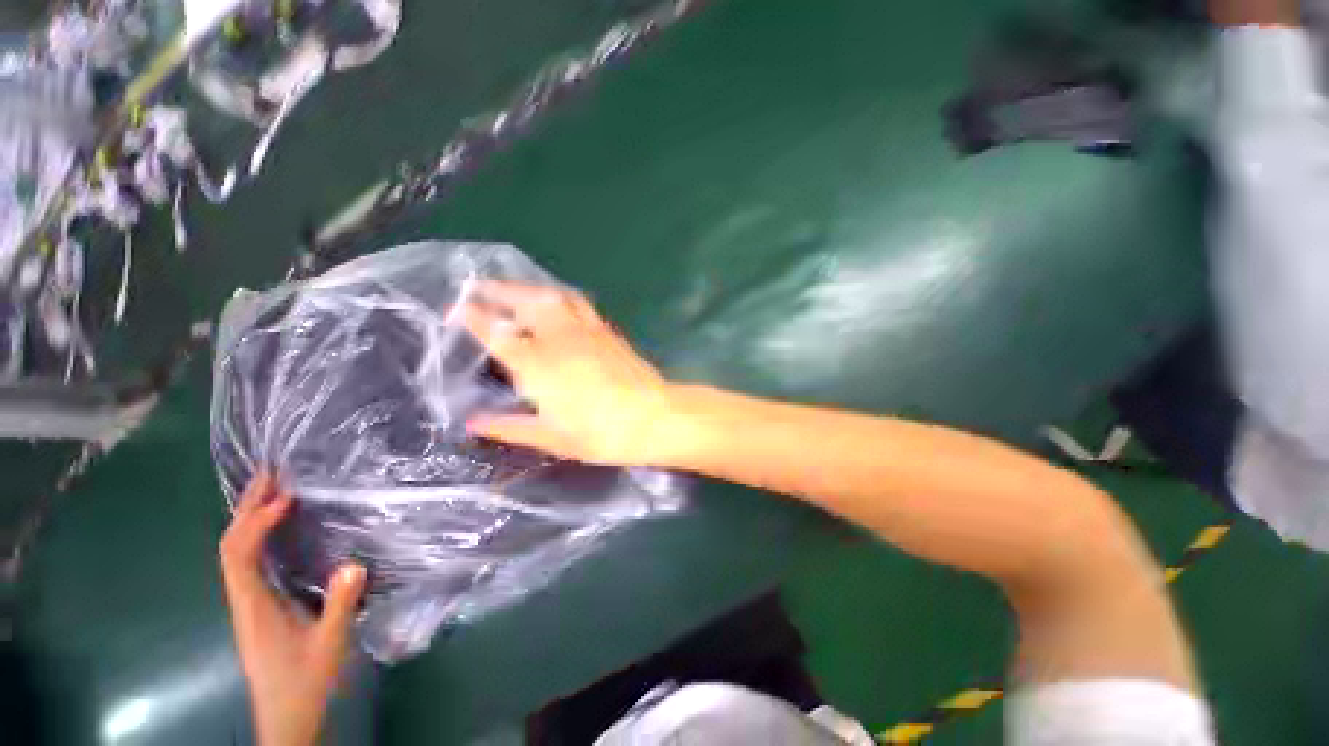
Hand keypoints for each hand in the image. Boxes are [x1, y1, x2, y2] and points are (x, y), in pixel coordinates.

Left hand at [219, 471, 366, 745]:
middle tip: (270, 474)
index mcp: (254, 607)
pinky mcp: (258, 608)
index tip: (285, 498)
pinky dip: (258, 537)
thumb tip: (354, 564)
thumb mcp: (329, 645)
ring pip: (236, 554)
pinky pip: (249, 563)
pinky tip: (277, 530)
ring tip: (273, 492)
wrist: (285, 718)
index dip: (256, 523)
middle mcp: (243, 600)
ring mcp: (248, 604)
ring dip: (250, 519)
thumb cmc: (304, 683)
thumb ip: (339, 606)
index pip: (239, 556)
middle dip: (246, 509)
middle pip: (231, 548)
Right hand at [460, 281, 683, 466]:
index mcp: (539, 365)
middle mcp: (559, 339)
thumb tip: (474, 422)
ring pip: (552, 296)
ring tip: (512, 288)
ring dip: (527, 287)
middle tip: (477, 287)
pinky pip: (577, 302)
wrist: (654, 417)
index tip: (456, 309)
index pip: (498, 334)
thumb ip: (511, 427)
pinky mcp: (606, 330)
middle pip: (524, 302)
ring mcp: (586, 331)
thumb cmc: (603, 434)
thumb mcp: (553, 438)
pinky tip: (555, 300)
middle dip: (497, 290)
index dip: (474, 318)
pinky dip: (558, 294)